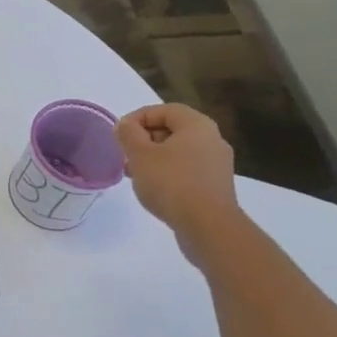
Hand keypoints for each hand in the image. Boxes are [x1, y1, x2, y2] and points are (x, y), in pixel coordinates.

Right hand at [114, 103, 242, 265]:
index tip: (119, 134)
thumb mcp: (140, 155)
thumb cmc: (171, 183)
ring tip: (135, 174)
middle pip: (173, 129)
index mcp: (197, 125)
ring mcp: (217, 164)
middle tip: (125, 154)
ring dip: (154, 158)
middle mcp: (212, 139)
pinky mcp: (216, 186)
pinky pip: (187, 170)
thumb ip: (129, 134)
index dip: (138, 117)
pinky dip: (168, 173)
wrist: (208, 226)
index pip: (164, 110)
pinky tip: (154, 189)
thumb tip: (125, 125)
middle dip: (145, 139)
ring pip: (179, 151)